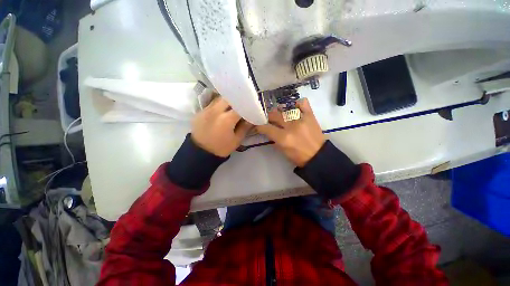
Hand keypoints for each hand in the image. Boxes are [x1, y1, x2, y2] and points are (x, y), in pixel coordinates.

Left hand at [192, 97, 252, 156]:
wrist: (201, 153)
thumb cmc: (221, 148)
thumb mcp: (237, 140)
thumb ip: (245, 127)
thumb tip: (250, 118)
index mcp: (226, 119)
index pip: (240, 106)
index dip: (246, 106)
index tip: (250, 108)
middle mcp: (215, 111)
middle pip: (228, 98)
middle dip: (236, 101)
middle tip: (240, 106)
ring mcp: (206, 110)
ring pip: (218, 99)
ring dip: (226, 102)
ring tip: (231, 108)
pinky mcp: (199, 112)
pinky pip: (211, 104)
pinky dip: (218, 106)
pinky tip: (220, 112)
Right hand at [256, 98, 325, 166]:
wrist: (318, 156)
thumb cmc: (298, 156)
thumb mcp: (282, 150)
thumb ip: (273, 139)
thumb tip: (267, 130)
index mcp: (283, 138)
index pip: (266, 128)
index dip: (259, 126)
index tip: (259, 125)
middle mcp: (291, 127)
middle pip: (274, 115)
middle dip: (269, 117)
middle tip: (269, 120)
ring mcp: (301, 119)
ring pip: (285, 109)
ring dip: (280, 112)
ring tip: (281, 115)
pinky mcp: (310, 116)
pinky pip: (303, 103)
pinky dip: (297, 104)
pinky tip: (294, 108)